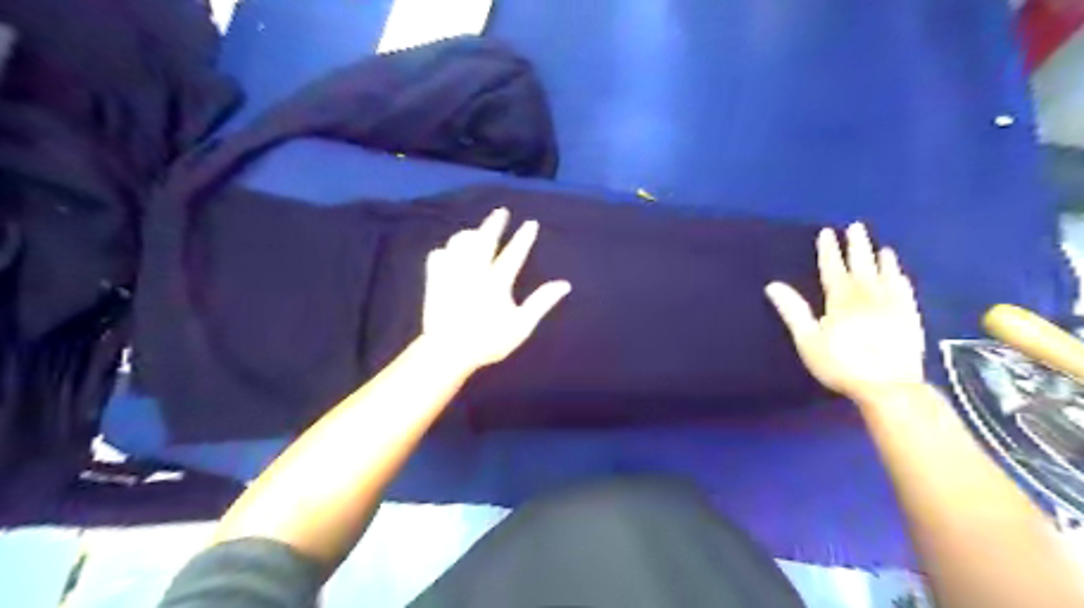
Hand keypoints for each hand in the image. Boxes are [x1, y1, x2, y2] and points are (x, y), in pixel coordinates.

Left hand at [417, 206, 569, 370]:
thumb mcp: (521, 326)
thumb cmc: (488, 341)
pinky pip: (438, 256)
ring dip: (469, 235)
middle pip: (485, 240)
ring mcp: (453, 274)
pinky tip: (449, 252)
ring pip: (459, 244)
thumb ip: (541, 302)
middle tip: (500, 211)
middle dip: (494, 224)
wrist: (448, 351)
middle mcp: (474, 272)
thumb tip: (564, 285)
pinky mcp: (435, 281)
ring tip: (475, 232)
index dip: (524, 238)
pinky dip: (446, 251)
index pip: (514, 254)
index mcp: (497, 283)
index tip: (531, 223)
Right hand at [766, 220, 926, 400]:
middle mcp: (868, 296)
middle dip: (857, 246)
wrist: (888, 386)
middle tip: (857, 226)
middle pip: (861, 266)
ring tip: (880, 247)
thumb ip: (793, 310)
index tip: (827, 232)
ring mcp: (893, 305)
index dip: (829, 251)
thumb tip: (773, 285)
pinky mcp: (910, 318)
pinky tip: (900, 274)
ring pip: (886, 275)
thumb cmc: (841, 364)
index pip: (833, 269)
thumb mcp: (808, 340)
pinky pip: (905, 291)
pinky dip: (900, 279)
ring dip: (881, 259)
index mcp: (841, 300)